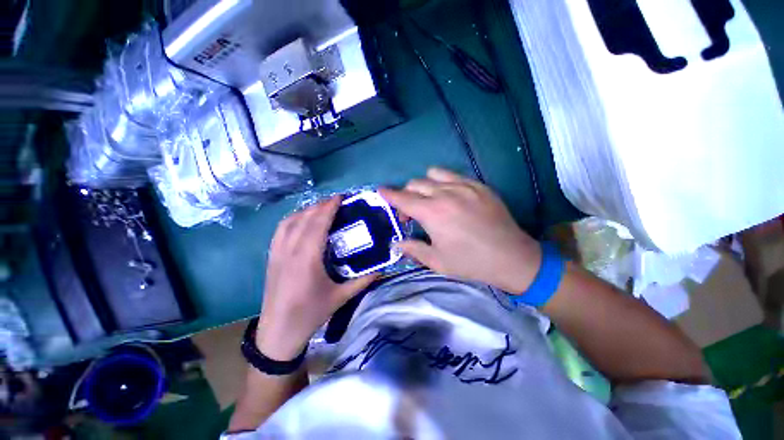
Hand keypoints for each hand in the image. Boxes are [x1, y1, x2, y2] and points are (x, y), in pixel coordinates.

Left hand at [256, 196, 376, 360]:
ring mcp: (277, 252)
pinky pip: (280, 229)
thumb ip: (363, 280)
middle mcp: (290, 251)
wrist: (279, 331)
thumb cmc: (311, 313)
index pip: (318, 224)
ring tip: (322, 208)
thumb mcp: (341, 297)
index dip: (329, 208)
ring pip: (290, 221)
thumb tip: (382, 268)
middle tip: (337, 201)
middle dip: (321, 205)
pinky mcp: (272, 256)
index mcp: (307, 259)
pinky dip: (293, 218)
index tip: (341, 197)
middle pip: (304, 218)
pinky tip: (302, 219)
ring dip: (307, 210)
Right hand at [379, 168, 540, 292]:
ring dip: (424, 186)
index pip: (402, 198)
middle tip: (411, 213)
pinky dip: (443, 182)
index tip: (380, 191)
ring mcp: (464, 186)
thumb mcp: (437, 261)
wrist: (512, 257)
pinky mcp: (478, 185)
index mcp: (432, 213)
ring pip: (433, 175)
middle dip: (406, 196)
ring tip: (430, 200)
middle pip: (415, 184)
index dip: (389, 194)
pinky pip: (453, 175)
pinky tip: (450, 197)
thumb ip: (413, 249)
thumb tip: (397, 244)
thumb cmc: (471, 262)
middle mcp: (445, 194)